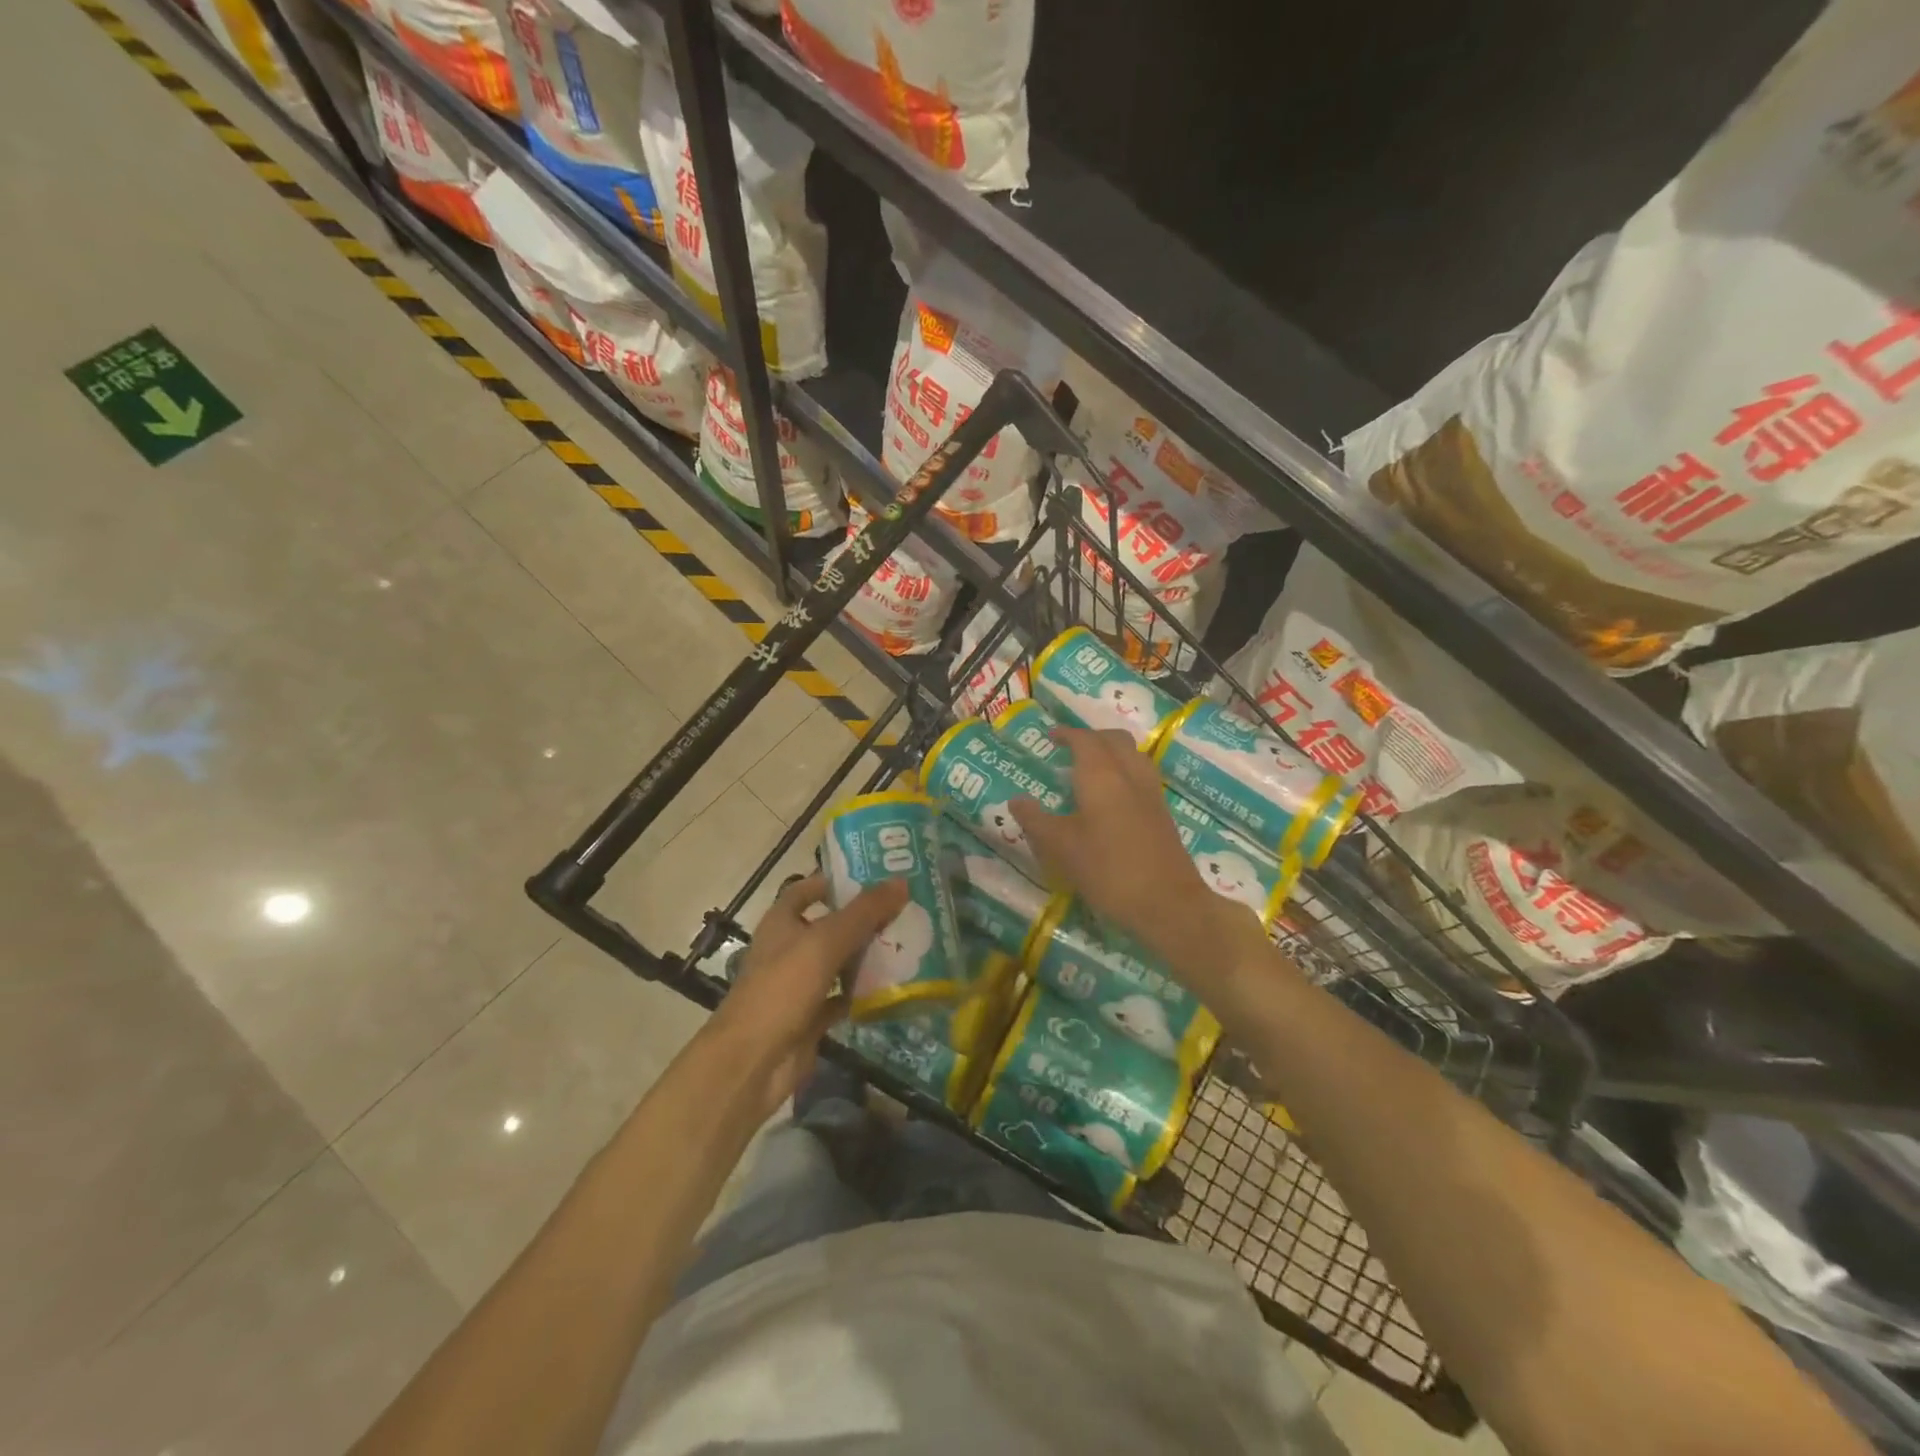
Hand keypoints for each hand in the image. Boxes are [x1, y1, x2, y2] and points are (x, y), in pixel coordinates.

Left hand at [709, 872, 909, 1116]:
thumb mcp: (826, 941)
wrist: (754, 1061)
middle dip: (864, 919)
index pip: (808, 889)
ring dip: (868, 955)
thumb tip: (902, 881)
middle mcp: (789, 948)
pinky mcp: (811, 1017)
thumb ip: (864, 912)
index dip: (837, 881)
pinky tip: (895, 986)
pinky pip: (844, 998)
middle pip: (831, 926)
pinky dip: (865, 993)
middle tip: (906, 910)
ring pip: (840, 962)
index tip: (876, 877)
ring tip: (910, 943)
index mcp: (782, 922)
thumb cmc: (783, 987)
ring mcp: (800, 985)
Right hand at [1009, 727, 1244, 968]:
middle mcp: (1130, 774)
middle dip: (1091, 737)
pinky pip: (1142, 775)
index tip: (1050, 736)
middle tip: (1069, 748)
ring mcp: (1151, 793)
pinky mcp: (1162, 813)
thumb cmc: (1108, 870)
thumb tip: (1016, 800)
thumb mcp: (1061, 848)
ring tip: (1090, 769)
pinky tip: (1112, 798)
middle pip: (1114, 740)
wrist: (1168, 903)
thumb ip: (1036, 820)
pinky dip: (1124, 771)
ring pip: (1132, 755)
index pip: (1084, 739)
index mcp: (1102, 775)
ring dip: (1111, 752)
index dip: (1066, 734)